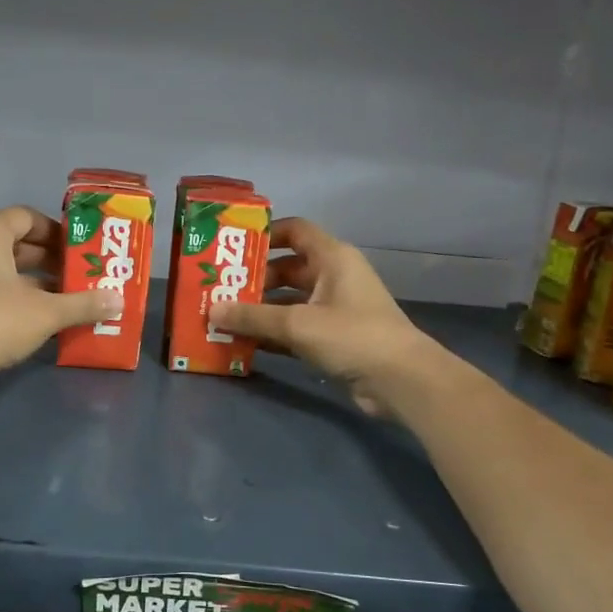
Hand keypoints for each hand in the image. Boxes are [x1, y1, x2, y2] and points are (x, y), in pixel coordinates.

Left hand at [0, 206, 119, 391]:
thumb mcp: (48, 311)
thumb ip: (84, 304)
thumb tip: (119, 301)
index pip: (26, 217)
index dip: (55, 232)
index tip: (78, 251)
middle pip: (12, 242)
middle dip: (46, 259)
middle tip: (75, 275)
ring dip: (29, 280)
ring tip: (62, 298)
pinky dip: (8, 296)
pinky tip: (34, 317)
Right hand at [209, 218, 444, 415]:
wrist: (400, 380)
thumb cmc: (352, 336)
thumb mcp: (298, 323)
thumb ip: (253, 316)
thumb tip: (211, 310)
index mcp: (332, 258)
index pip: (295, 231)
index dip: (264, 235)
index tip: (232, 248)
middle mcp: (333, 277)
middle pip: (287, 268)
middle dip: (254, 279)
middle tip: (219, 290)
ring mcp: (334, 309)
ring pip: (289, 301)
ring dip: (260, 309)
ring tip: (223, 318)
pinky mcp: (333, 337)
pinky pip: (295, 328)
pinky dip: (273, 333)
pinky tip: (244, 343)